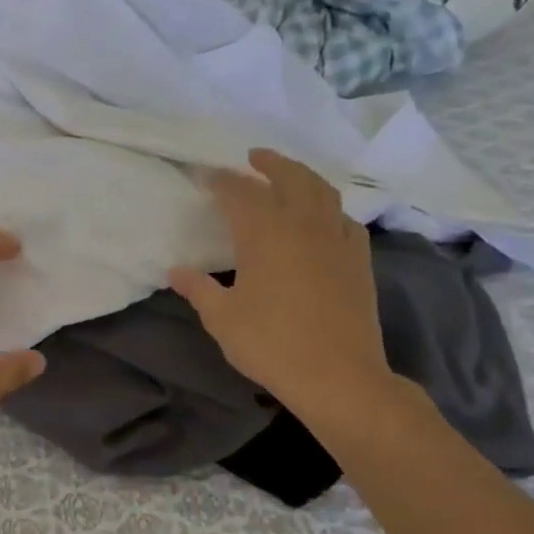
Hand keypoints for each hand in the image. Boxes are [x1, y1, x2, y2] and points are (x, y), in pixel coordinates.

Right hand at [170, 149, 398, 435]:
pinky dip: (330, 208)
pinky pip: (345, 219)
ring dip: (302, 176)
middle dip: (269, 163)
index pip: (239, 193)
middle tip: (253, 157)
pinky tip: (324, 217)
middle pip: (289, 178)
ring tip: (288, 175)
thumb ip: (198, 289)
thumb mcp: (222, 318)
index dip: (221, 180)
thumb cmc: (271, 344)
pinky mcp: (358, 260)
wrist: (339, 376)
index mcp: (264, 234)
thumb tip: (175, 272)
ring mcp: (336, 240)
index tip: (206, 175)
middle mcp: (303, 225)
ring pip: (322, 191)